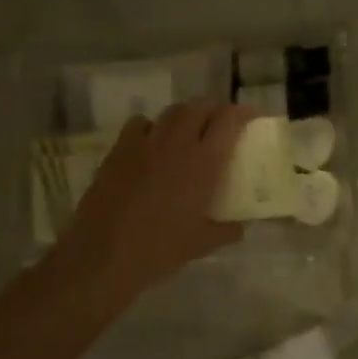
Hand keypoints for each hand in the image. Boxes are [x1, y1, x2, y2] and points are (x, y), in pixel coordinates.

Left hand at [52, 100, 252, 307]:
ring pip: (171, 112)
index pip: (229, 120)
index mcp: (204, 162)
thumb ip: (226, 231)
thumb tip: (239, 227)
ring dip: (186, 116)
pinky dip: (152, 126)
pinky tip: (151, 144)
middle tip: (221, 124)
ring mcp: (145, 142)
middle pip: (199, 106)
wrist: (105, 251)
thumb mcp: (202, 243)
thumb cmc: (160, 248)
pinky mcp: (119, 149)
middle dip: (214, 109)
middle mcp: (177, 143)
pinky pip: (140, 123)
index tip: (252, 117)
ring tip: (189, 131)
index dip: (243, 112)